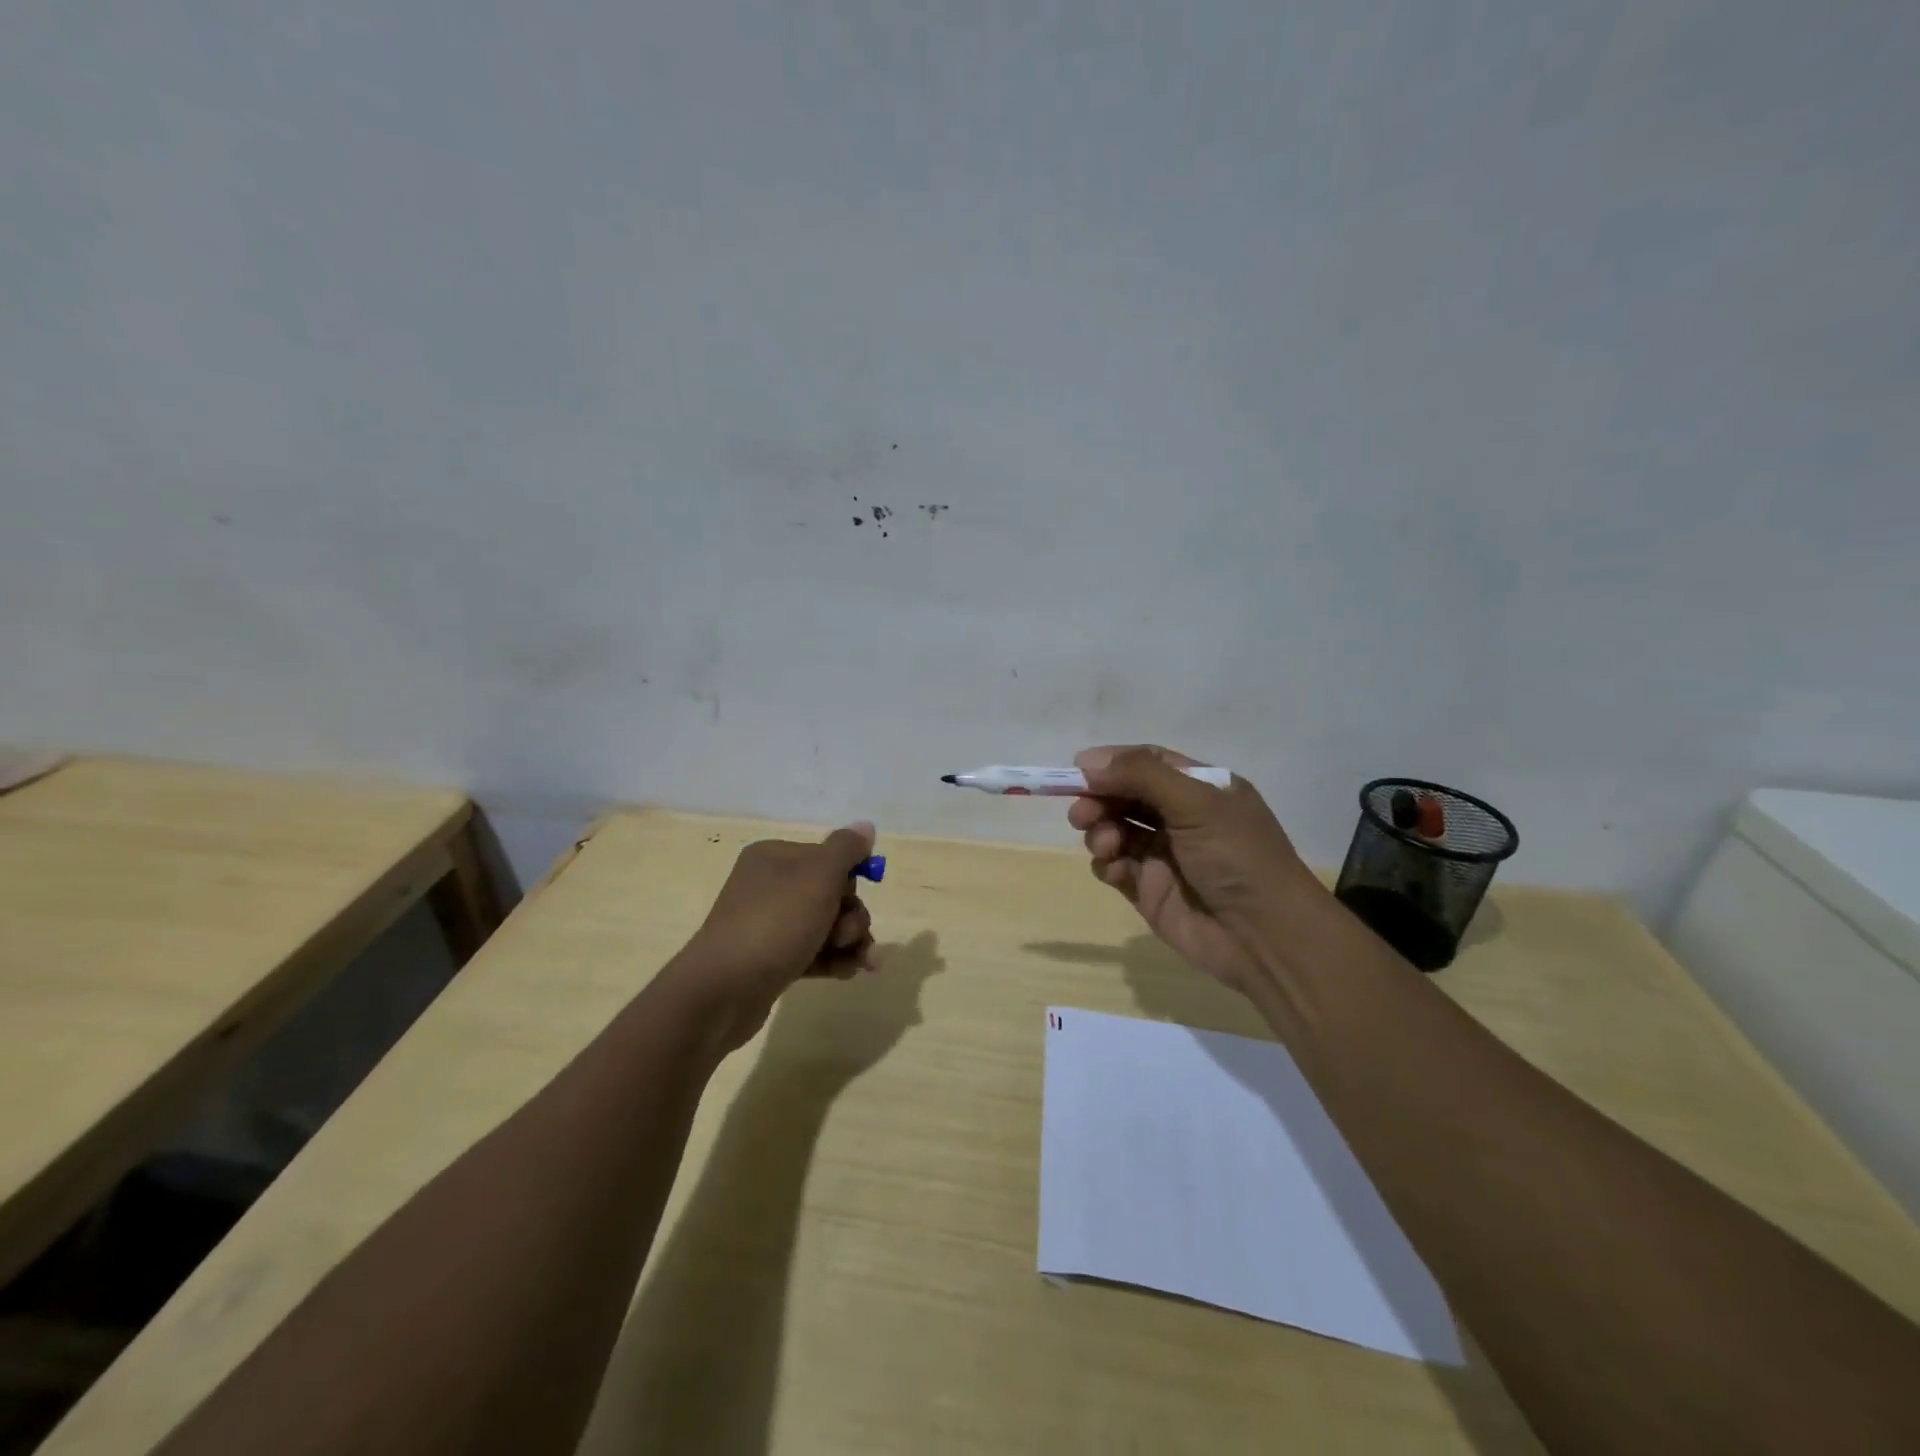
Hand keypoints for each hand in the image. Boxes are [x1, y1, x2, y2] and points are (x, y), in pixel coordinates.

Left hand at [670, 823, 878, 1052]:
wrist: (723, 991)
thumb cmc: (775, 923)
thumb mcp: (818, 876)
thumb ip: (846, 849)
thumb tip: (865, 826)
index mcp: (775, 857)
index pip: (828, 857)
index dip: (850, 879)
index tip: (853, 898)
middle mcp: (770, 885)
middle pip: (831, 893)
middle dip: (851, 916)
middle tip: (848, 936)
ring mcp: (768, 924)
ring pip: (826, 925)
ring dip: (849, 941)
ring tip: (857, 962)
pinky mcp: (771, 959)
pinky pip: (812, 951)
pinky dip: (833, 959)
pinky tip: (849, 972)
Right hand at [1067, 746, 1315, 994]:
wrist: (1264, 937)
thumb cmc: (1237, 857)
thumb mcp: (1196, 803)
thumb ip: (1141, 775)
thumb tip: (1086, 761)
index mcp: (1202, 788)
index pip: (1148, 762)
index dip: (1113, 763)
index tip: (1077, 770)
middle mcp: (1182, 817)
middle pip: (1125, 795)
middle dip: (1099, 799)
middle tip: (1081, 814)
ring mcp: (1164, 854)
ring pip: (1115, 829)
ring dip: (1100, 831)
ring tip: (1106, 845)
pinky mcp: (1149, 889)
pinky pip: (1115, 867)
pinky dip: (1106, 864)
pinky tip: (1114, 870)